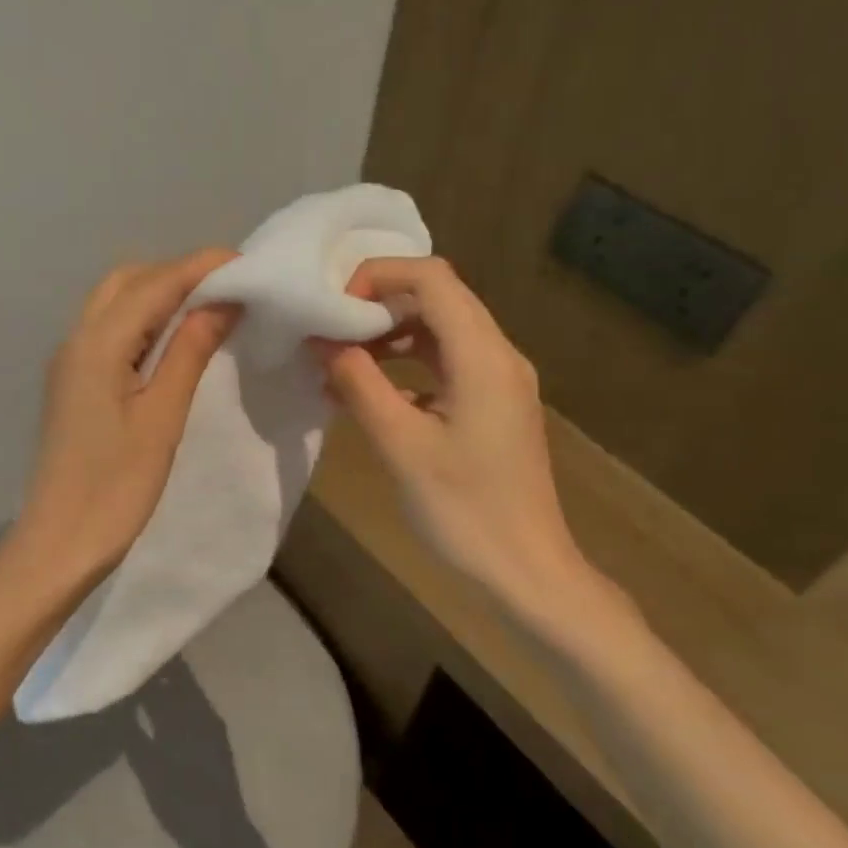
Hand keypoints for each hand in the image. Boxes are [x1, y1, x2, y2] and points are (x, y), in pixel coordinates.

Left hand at [10, 249, 239, 596]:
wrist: (59, 542)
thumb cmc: (116, 487)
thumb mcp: (162, 417)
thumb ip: (189, 352)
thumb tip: (222, 300)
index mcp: (97, 344)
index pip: (155, 283)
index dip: (201, 267)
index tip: (248, 264)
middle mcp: (76, 339)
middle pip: (128, 281)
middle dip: (178, 275)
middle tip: (228, 291)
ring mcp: (69, 361)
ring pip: (115, 303)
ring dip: (159, 295)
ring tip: (208, 312)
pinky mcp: (72, 382)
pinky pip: (108, 330)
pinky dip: (142, 321)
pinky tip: (173, 342)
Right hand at [316, 257, 605, 627]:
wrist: (526, 571)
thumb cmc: (463, 510)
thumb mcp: (400, 445)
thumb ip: (357, 383)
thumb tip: (321, 339)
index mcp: (483, 356)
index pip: (431, 278)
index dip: (377, 276)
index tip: (333, 309)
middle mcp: (498, 355)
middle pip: (438, 296)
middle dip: (378, 303)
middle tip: (329, 329)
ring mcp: (499, 379)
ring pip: (440, 328)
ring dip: (389, 333)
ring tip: (341, 359)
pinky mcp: (493, 404)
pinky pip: (446, 361)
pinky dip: (406, 362)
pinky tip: (370, 390)